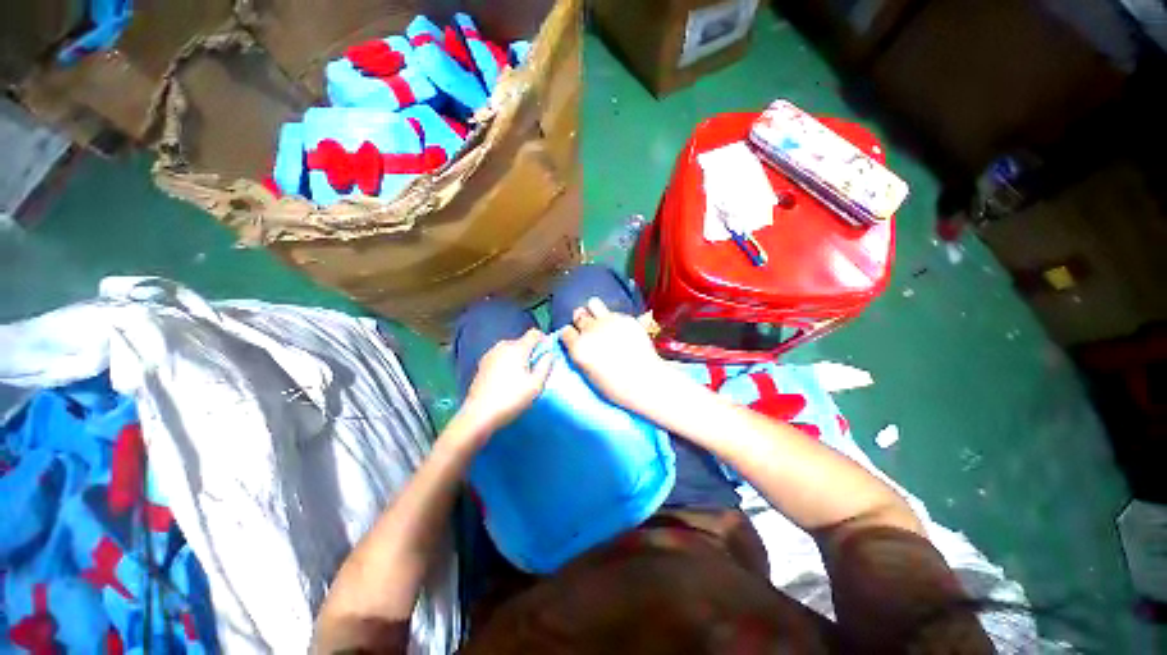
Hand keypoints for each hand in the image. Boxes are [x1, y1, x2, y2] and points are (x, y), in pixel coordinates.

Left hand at [458, 329, 553, 437]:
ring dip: (518, 358)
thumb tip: (549, 353)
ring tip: (521, 377)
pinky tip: (506, 380)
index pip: (534, 333)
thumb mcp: (536, 384)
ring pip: (510, 350)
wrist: (479, 414)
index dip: (544, 340)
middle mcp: (502, 346)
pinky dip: (507, 363)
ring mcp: (490, 354)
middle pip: (522, 342)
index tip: (547, 355)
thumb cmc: (511, 398)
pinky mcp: (482, 364)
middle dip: (531, 351)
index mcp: (517, 348)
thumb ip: (546, 365)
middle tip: (536, 370)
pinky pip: (500, 357)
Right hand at [560, 298, 672, 413]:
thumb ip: (581, 354)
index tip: (576, 339)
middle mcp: (590, 331)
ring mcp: (608, 321)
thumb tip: (579, 342)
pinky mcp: (625, 318)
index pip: (565, 331)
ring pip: (593, 303)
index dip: (571, 335)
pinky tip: (621, 329)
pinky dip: (614, 318)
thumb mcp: (589, 374)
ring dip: (594, 311)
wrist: (645, 381)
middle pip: (578, 315)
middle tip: (591, 331)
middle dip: (582, 322)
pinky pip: (613, 311)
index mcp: (578, 348)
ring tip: (602, 321)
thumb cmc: (616, 387)